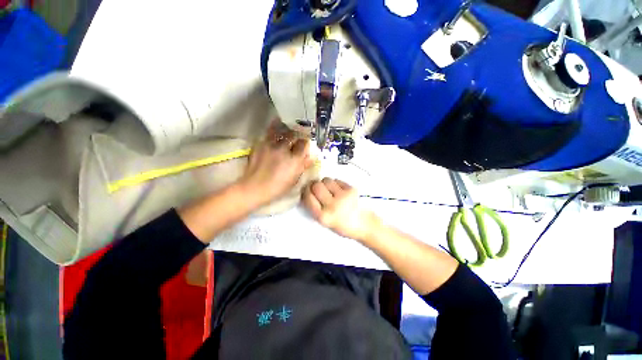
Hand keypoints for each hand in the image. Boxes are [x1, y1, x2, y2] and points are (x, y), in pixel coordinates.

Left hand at [239, 120, 311, 205]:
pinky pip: (269, 133)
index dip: (305, 143)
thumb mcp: (294, 179)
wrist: (255, 187)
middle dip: (297, 134)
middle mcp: (284, 149)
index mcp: (294, 159)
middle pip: (294, 135)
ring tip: (288, 127)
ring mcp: (271, 145)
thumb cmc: (278, 187)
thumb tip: (310, 157)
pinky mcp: (261, 144)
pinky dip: (274, 129)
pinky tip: (276, 129)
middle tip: (297, 136)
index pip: (304, 144)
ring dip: (286, 129)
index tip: (305, 145)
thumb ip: (303, 166)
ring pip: (281, 131)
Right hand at [302, 178, 380, 241]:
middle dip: (315, 185)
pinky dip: (335, 183)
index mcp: (324, 217)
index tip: (307, 189)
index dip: (306, 191)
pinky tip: (339, 191)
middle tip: (317, 187)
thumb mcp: (325, 222)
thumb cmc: (343, 225)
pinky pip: (337, 180)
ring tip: (330, 190)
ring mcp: (343, 196)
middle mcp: (332, 206)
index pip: (308, 197)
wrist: (364, 224)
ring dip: (325, 183)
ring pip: (326, 180)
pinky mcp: (351, 189)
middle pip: (316, 186)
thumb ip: (315, 208)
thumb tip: (307, 190)